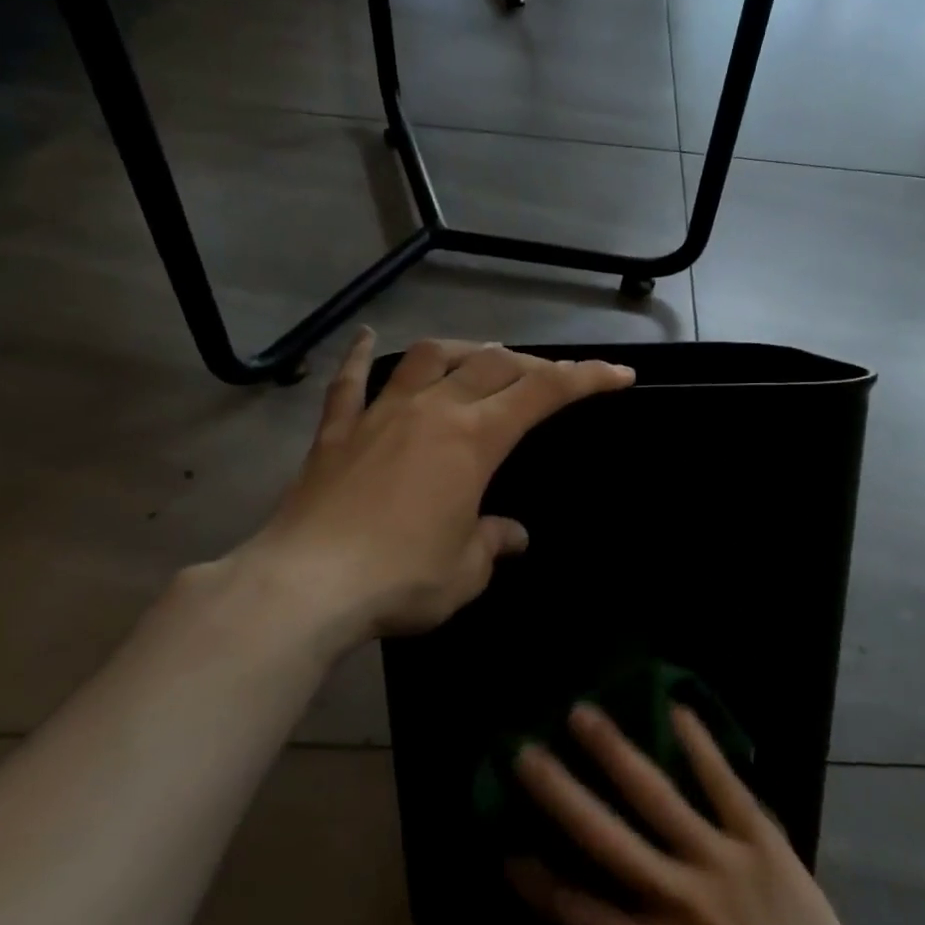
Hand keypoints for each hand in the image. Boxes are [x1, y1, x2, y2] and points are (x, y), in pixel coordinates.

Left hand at [226, 330, 632, 644]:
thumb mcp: (465, 570)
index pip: (543, 393)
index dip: (586, 378)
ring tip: (477, 359)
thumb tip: (512, 535)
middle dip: (530, 365)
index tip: (618, 374)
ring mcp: (379, 415)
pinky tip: (365, 337)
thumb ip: (493, 543)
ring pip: (427, 358)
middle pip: (491, 364)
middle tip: (548, 379)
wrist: (306, 586)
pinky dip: (359, 357)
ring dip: (461, 351)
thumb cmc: (401, 579)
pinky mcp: (335, 432)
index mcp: (474, 439)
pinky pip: (349, 382)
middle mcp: (432, 411)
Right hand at [508, 704, 880, 924]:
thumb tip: (607, 894)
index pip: (581, 914)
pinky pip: (725, 785)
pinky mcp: (761, 840)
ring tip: (583, 713)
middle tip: (526, 751)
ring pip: (658, 798)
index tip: (506, 850)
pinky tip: (676, 710)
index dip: (539, 884)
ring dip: (616, 751)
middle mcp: (680, 900)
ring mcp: (722, 862)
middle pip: (606, 839)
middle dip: (561, 792)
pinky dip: (699, 746)